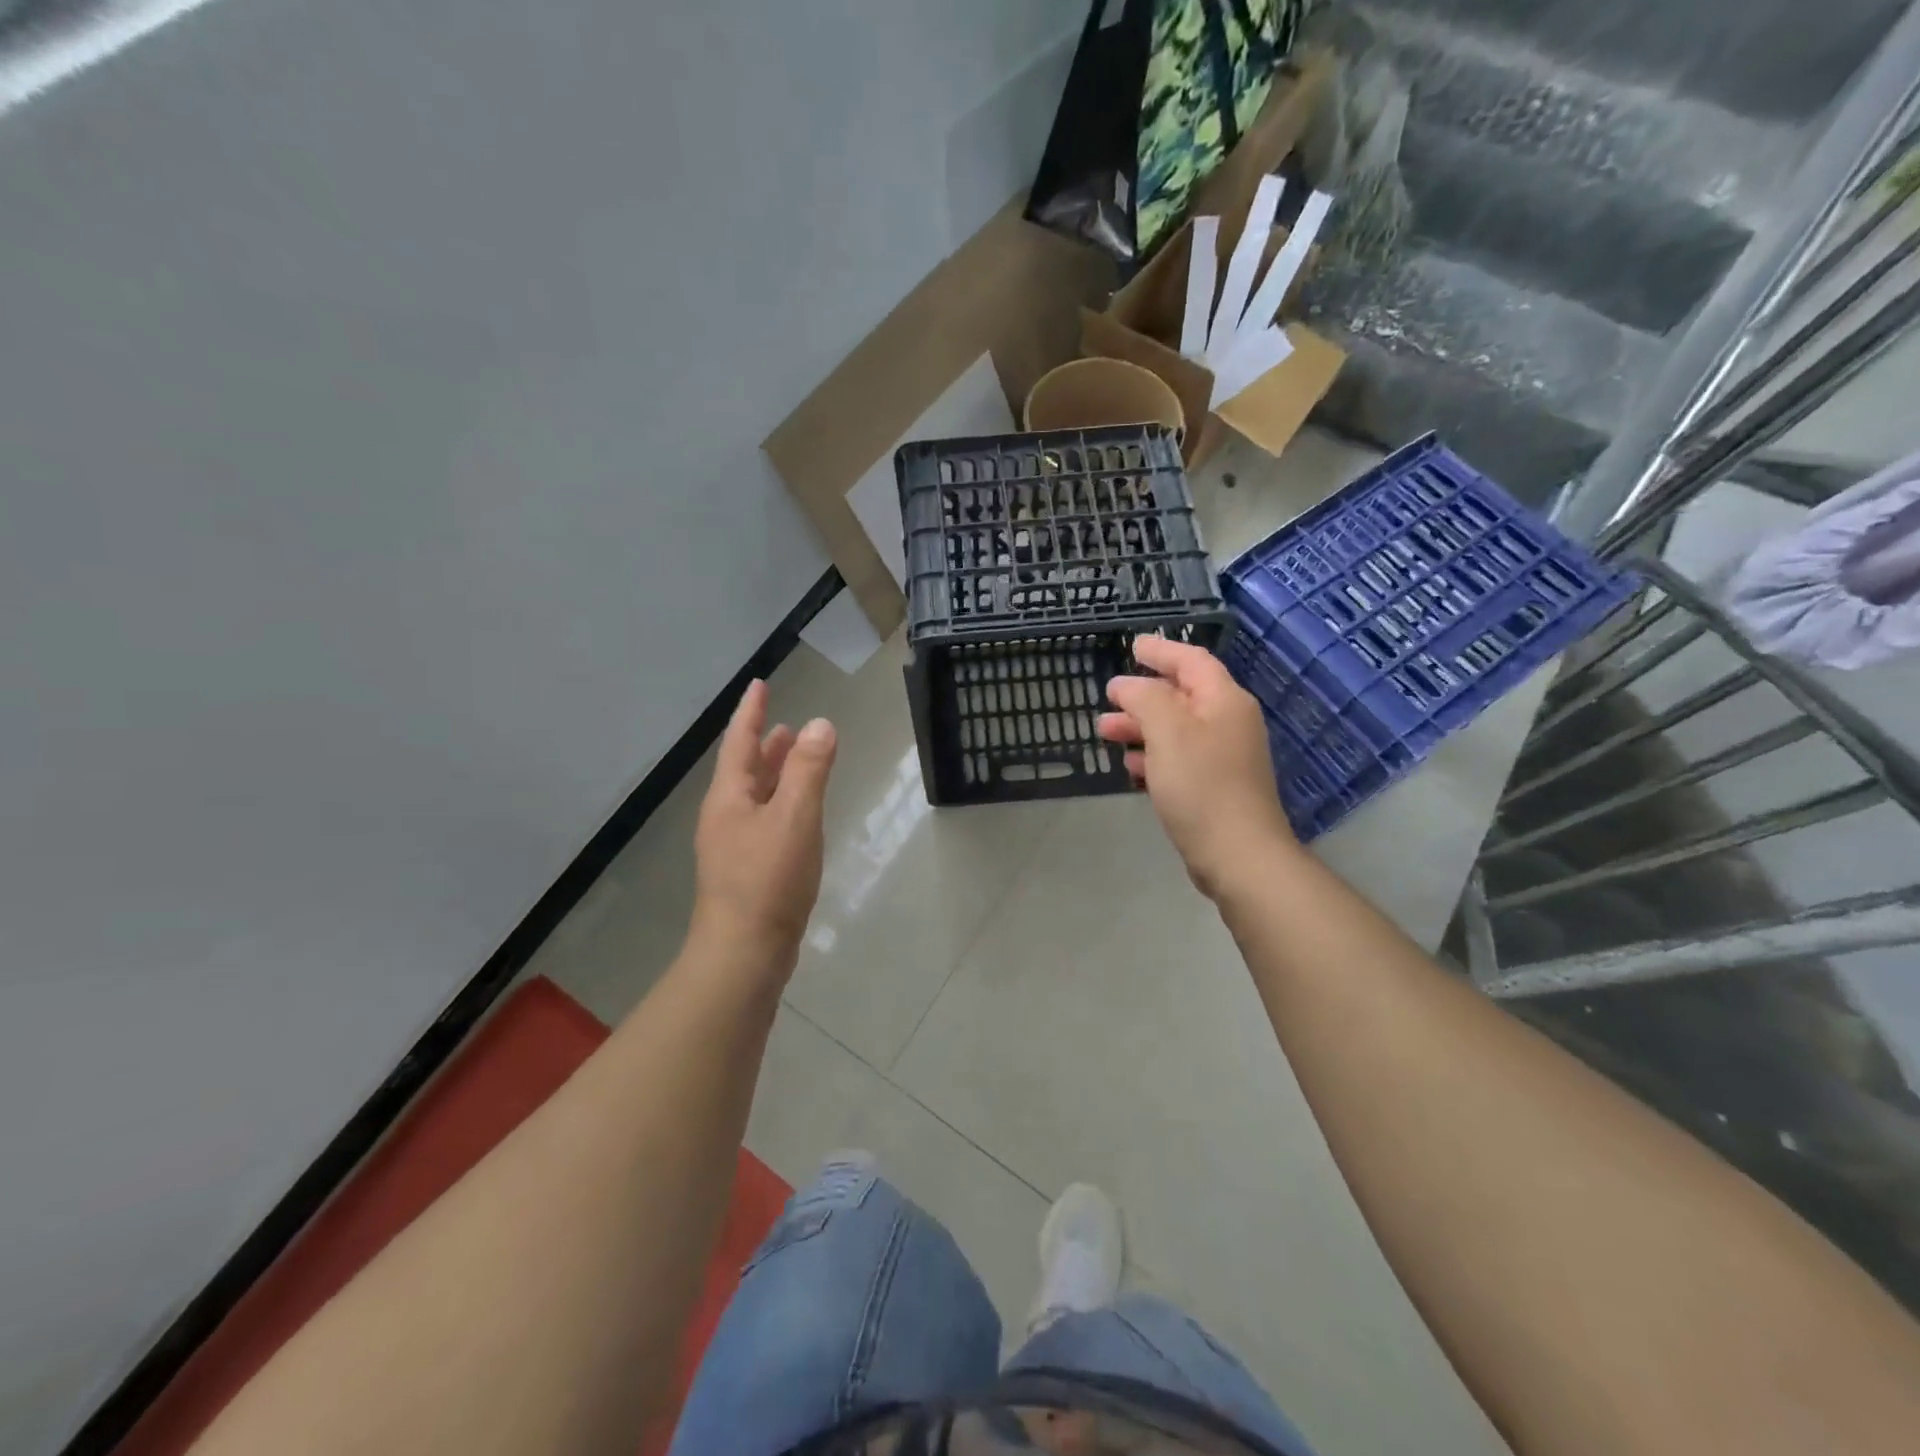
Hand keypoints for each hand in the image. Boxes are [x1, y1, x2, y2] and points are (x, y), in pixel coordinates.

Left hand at [691, 680, 835, 967]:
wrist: (744, 954)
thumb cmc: (768, 881)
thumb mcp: (795, 818)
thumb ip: (809, 771)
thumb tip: (821, 724)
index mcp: (729, 798)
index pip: (739, 742)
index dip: (751, 712)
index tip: (759, 684)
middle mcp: (725, 817)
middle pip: (744, 770)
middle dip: (765, 745)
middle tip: (787, 725)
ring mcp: (733, 847)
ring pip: (755, 797)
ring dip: (774, 774)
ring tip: (796, 759)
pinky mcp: (747, 872)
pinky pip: (765, 822)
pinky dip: (782, 804)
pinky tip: (799, 815)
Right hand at [1098, 636, 1293, 897]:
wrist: (1238, 854)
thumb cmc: (1202, 785)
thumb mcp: (1167, 731)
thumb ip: (1144, 698)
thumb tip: (1126, 685)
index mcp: (1224, 701)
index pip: (1192, 661)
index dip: (1161, 651)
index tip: (1132, 646)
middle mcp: (1228, 722)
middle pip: (1181, 695)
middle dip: (1142, 695)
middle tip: (1108, 698)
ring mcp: (1224, 757)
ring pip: (1175, 729)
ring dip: (1140, 726)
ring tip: (1105, 731)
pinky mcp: (1215, 787)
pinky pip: (1179, 758)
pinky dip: (1153, 754)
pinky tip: (1131, 765)